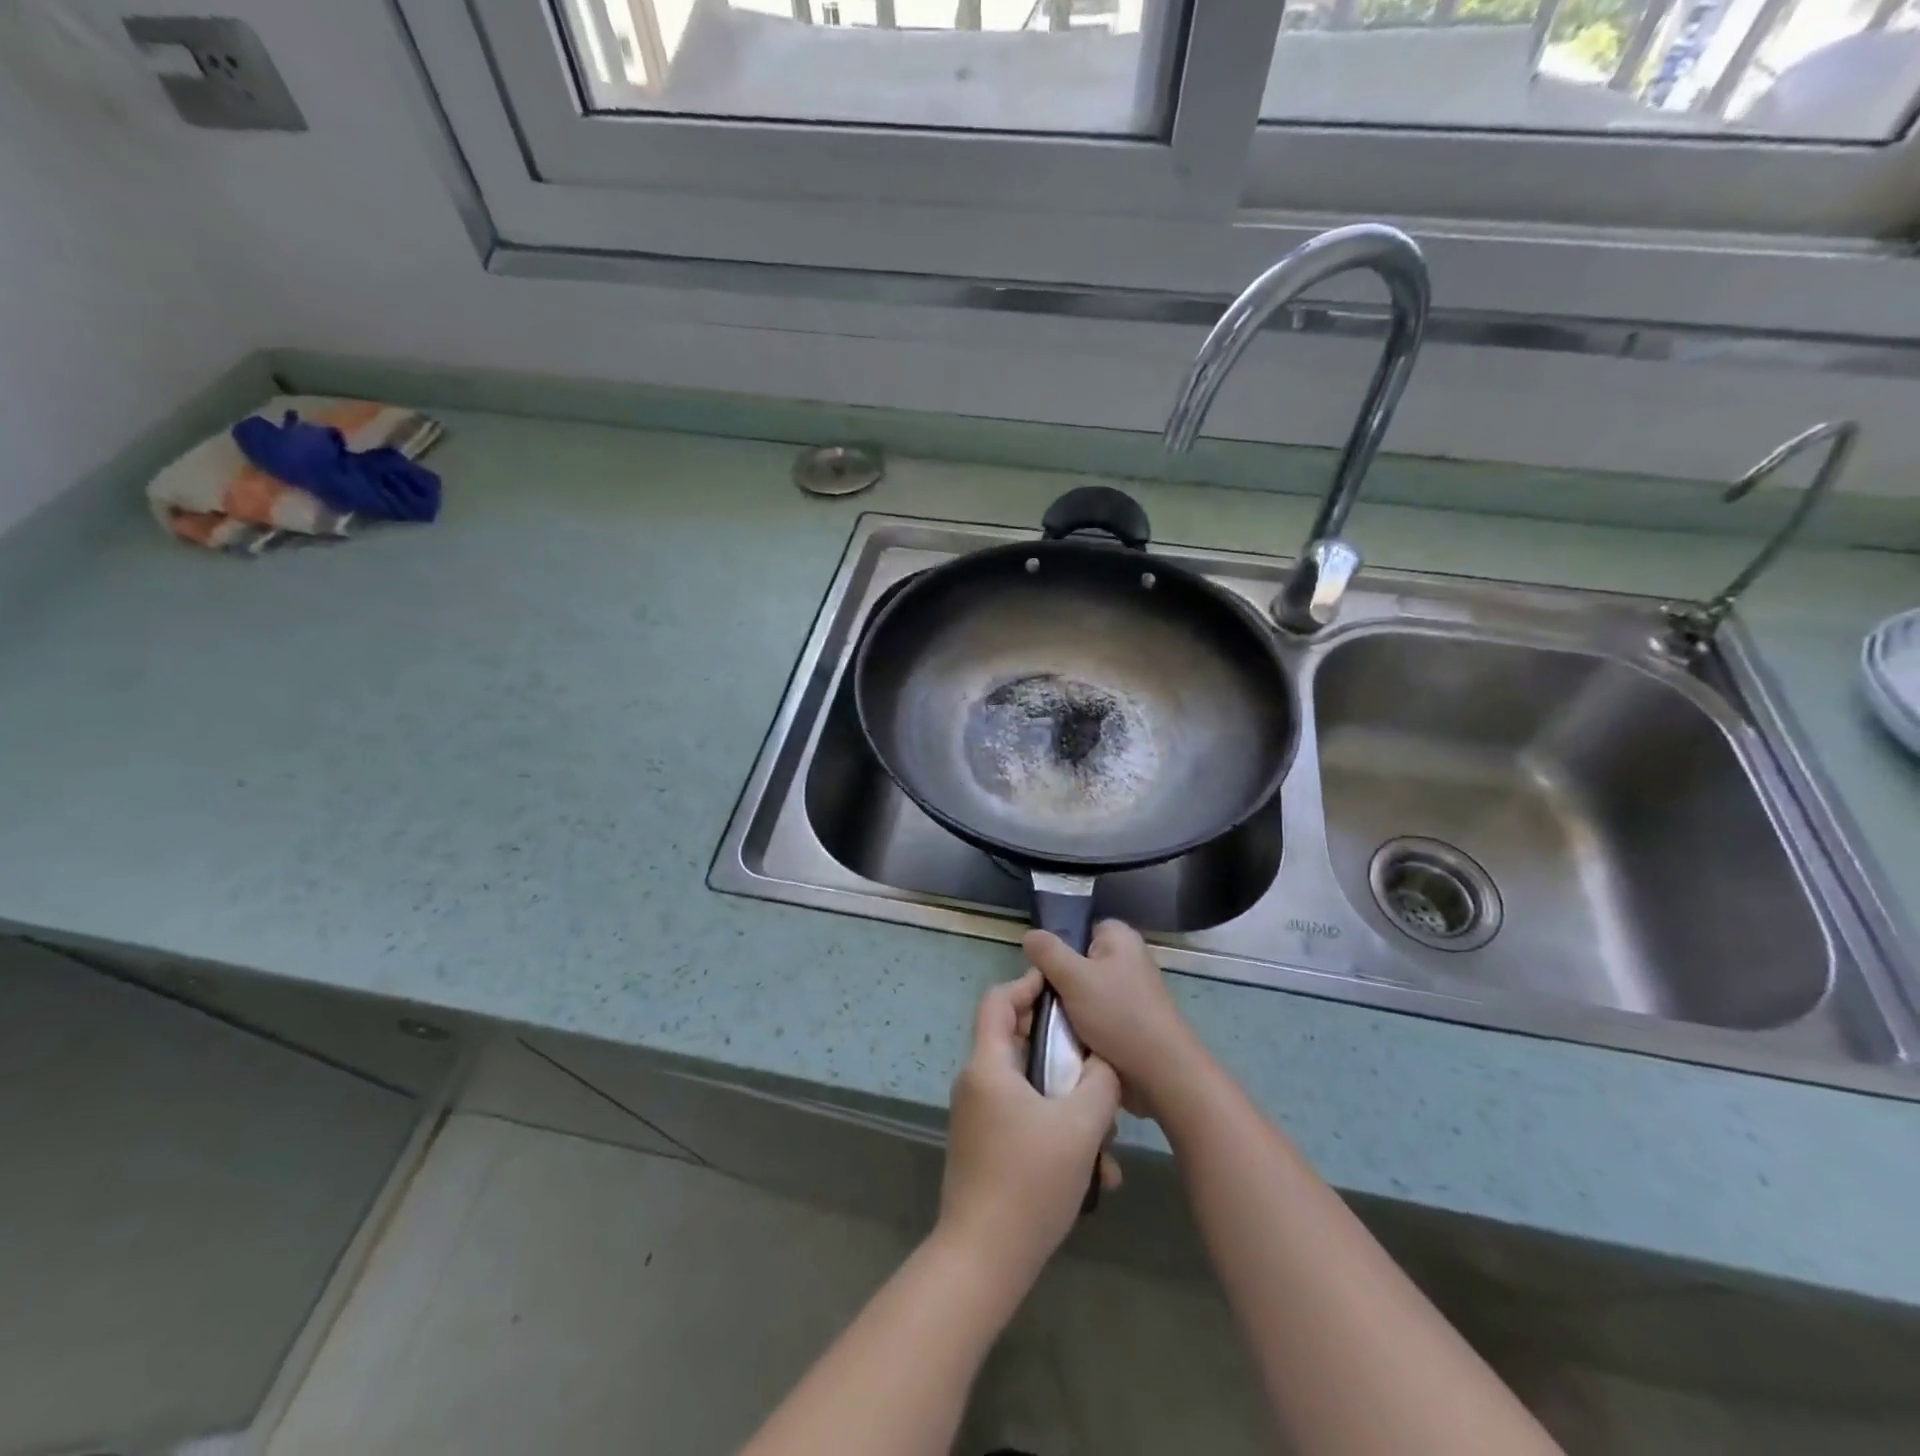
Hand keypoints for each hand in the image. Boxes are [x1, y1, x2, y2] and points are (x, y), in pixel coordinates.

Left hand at [939, 968, 1121, 1287]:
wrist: (983, 1260)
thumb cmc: (1030, 1181)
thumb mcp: (1080, 1126)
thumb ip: (1100, 1081)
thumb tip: (1104, 1060)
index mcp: (988, 1065)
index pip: (998, 1001)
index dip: (1028, 984)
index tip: (1064, 988)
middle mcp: (977, 1083)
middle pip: (1019, 1043)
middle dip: (1063, 1053)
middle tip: (1098, 1063)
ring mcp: (978, 1118)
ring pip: (1029, 1088)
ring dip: (1069, 1103)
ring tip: (1107, 1136)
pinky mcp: (985, 1148)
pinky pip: (1025, 1120)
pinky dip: (1057, 1132)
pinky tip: (1095, 1173)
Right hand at [1024, 921, 1205, 1120]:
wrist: (1160, 1073)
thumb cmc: (1119, 1015)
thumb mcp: (1074, 977)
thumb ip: (1048, 952)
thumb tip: (1029, 935)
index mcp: (1119, 937)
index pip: (1078, 929)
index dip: (1057, 947)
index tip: (1041, 971)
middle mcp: (1126, 959)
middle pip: (1076, 961)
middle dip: (1057, 982)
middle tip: (1040, 1000)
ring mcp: (1128, 992)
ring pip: (1081, 991)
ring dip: (1066, 1007)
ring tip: (1049, 1023)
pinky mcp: (1127, 1020)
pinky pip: (1092, 1014)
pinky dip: (1079, 1025)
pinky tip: (1065, 1039)